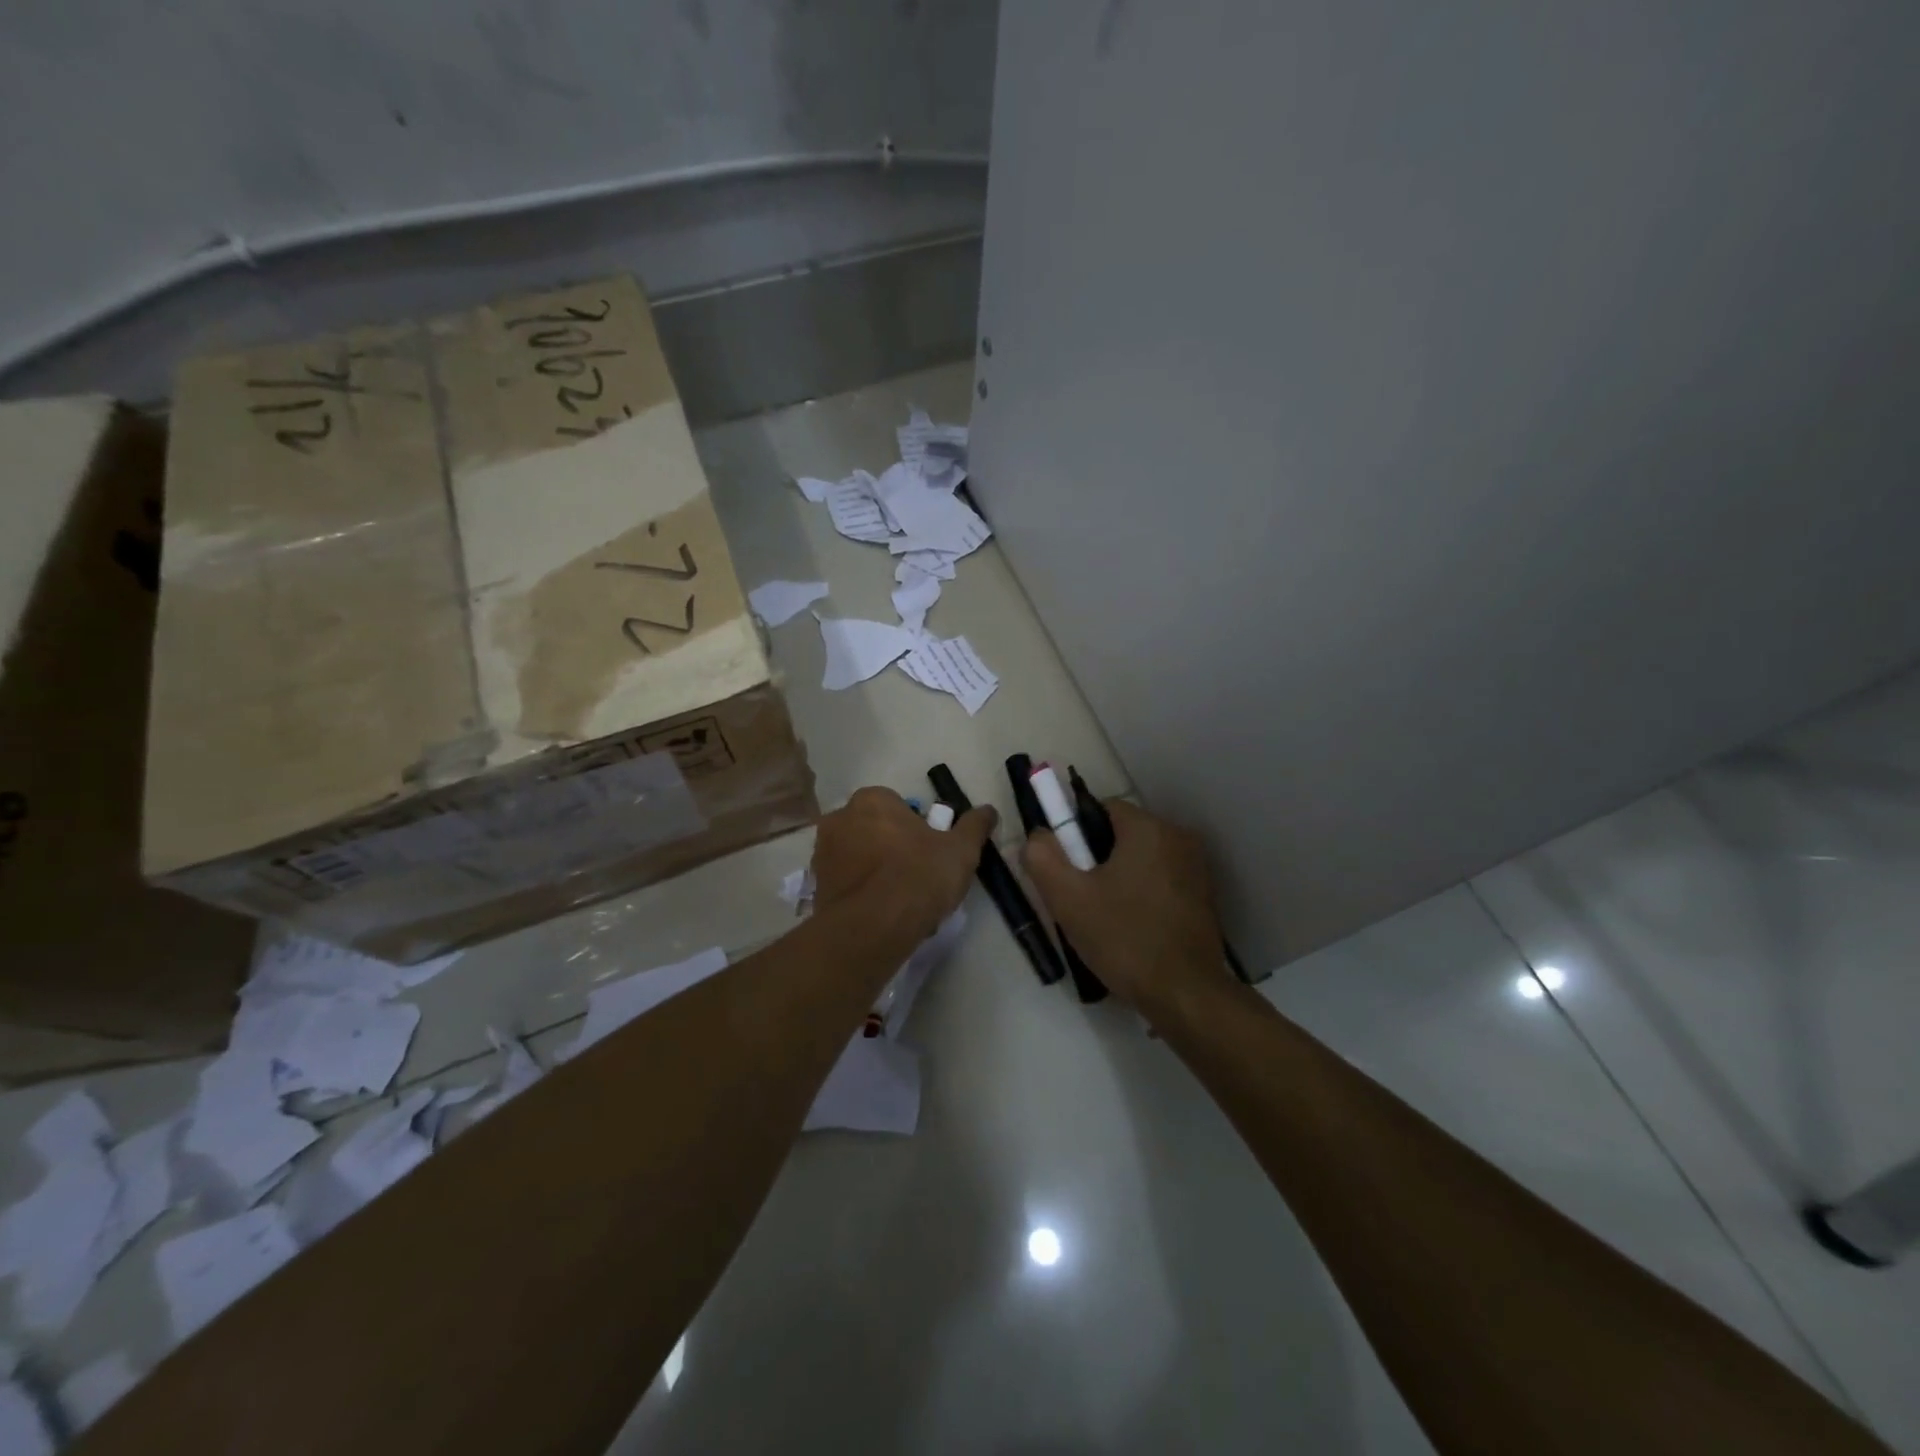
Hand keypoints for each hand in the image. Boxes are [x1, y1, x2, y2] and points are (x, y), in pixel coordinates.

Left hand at [811, 787, 995, 939]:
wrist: (873, 928)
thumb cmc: (919, 875)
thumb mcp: (961, 849)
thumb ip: (974, 826)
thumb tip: (989, 810)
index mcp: (872, 800)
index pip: (897, 806)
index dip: (916, 829)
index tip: (930, 852)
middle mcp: (840, 818)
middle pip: (873, 829)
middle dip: (891, 847)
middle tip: (917, 876)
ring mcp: (822, 853)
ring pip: (858, 857)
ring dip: (874, 871)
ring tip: (901, 901)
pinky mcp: (815, 887)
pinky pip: (846, 884)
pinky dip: (861, 894)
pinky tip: (881, 916)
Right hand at [1023, 800, 1229, 1012]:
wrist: (1185, 994)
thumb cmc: (1123, 938)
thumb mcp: (1068, 898)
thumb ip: (1042, 857)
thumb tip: (1038, 835)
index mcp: (1148, 828)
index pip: (1102, 808)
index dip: (1076, 833)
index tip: (1067, 867)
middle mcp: (1178, 837)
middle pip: (1123, 833)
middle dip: (1097, 857)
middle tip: (1081, 896)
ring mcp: (1196, 867)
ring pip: (1142, 858)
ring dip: (1120, 876)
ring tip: (1104, 916)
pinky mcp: (1204, 895)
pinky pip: (1162, 879)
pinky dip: (1143, 893)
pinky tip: (1132, 927)